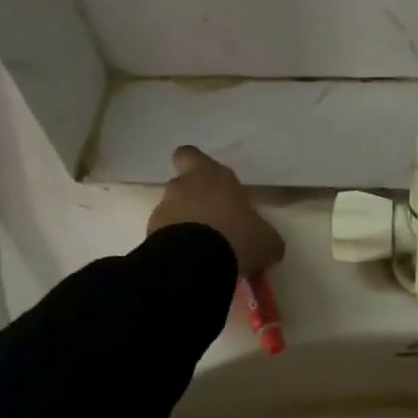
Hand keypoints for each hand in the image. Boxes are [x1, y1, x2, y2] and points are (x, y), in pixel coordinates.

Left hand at [146, 145, 285, 277]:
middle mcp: (184, 186)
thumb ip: (264, 235)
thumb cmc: (238, 237)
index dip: (195, 165)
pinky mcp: (149, 235)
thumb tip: (267, 243)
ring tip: (203, 251)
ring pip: (172, 212)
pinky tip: (190, 263)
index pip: (190, 155)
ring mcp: (163, 210)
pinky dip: (174, 246)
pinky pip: (163, 237)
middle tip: (210, 220)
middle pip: (182, 184)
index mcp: (212, 175)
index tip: (207, 181)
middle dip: (192, 200)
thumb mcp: (266, 239)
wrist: (196, 263)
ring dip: (183, 226)